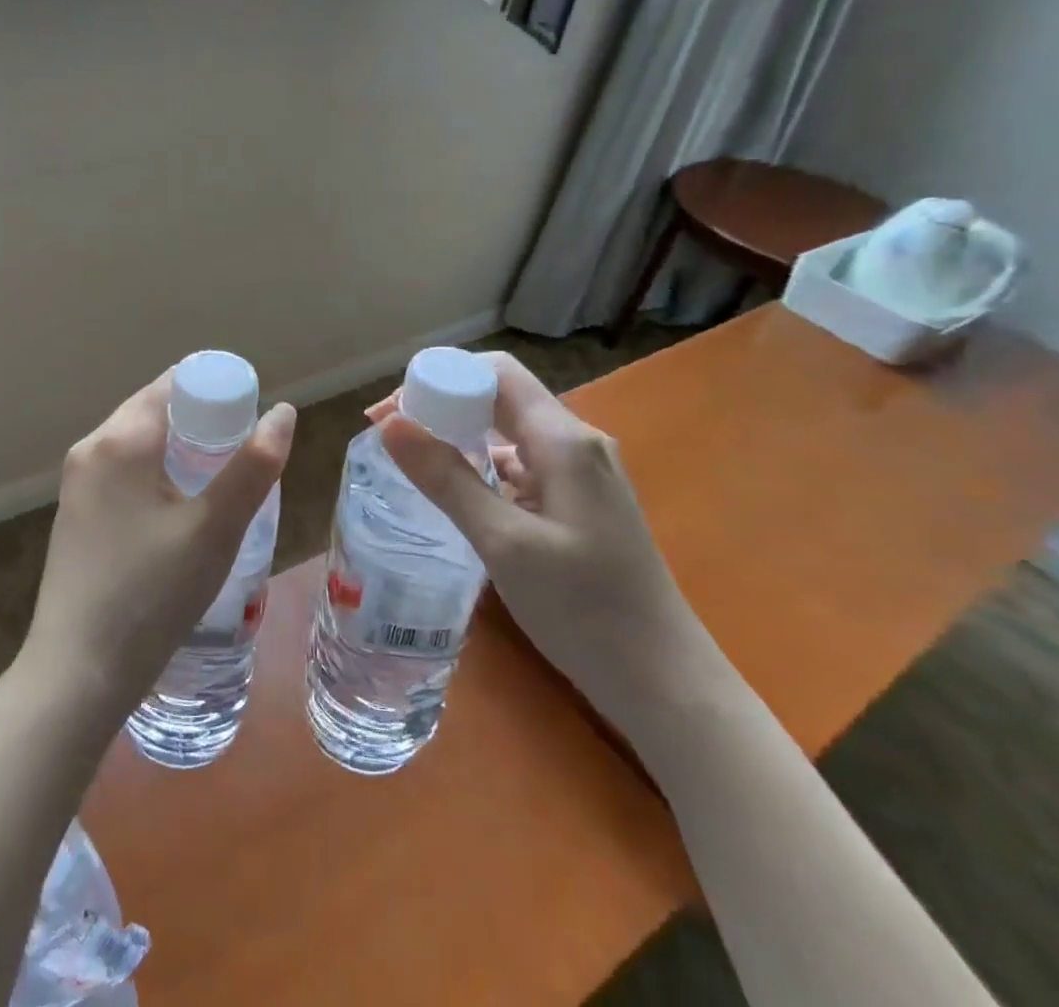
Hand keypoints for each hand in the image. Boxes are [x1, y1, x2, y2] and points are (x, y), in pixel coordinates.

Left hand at [22, 370, 294, 716]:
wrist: (76, 675)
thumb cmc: (150, 595)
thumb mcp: (214, 529)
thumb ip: (252, 466)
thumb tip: (283, 412)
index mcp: (119, 439)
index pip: (174, 384)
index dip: (218, 390)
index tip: (254, 414)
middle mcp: (91, 449)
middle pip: (156, 410)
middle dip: (204, 422)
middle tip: (246, 450)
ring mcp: (77, 484)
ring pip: (140, 444)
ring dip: (182, 450)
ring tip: (222, 480)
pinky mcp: (76, 515)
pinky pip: (124, 473)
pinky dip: (158, 474)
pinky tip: (181, 510)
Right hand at [368, 353, 720, 740]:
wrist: (667, 686)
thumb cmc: (585, 610)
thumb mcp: (504, 542)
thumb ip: (447, 479)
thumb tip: (391, 424)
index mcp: (564, 440)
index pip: (496, 372)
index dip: (441, 376)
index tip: (394, 409)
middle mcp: (578, 444)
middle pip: (501, 398)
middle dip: (443, 406)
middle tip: (392, 436)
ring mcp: (584, 475)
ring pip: (511, 433)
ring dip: (462, 437)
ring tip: (414, 463)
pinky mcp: (582, 504)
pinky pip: (525, 465)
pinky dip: (485, 468)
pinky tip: (460, 495)